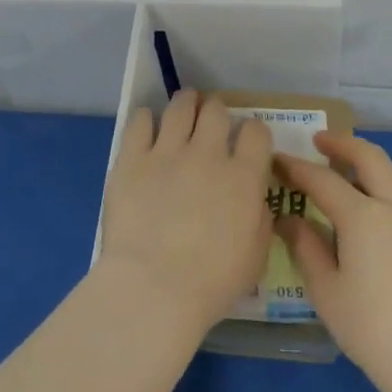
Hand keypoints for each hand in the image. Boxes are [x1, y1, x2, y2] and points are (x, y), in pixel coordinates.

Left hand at [97, 91, 275, 339]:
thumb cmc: (212, 281)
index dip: (253, 132)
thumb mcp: (256, 255)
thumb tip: (253, 197)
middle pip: (216, 111)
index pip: (256, 131)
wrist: (154, 287)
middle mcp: (208, 153)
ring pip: (180, 107)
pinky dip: (145, 119)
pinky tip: (146, 124)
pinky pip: (139, 122)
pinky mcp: (131, 159)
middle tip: (211, 122)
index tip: (246, 142)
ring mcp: (167, 152)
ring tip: (184, 108)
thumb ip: (259, 217)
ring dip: (186, 104)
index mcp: (244, 176)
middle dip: (216, 111)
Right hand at [275, 134, 391, 391]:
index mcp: (363, 216)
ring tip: (340, 180)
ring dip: (364, 168)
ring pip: (391, 179)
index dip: (296, 167)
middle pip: (369, 158)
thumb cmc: (374, 330)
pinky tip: (368, 221)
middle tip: (318, 142)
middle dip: (342, 144)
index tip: (276, 159)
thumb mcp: (327, 292)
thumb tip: (289, 219)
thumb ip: (306, 248)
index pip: (322, 179)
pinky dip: (380, 194)